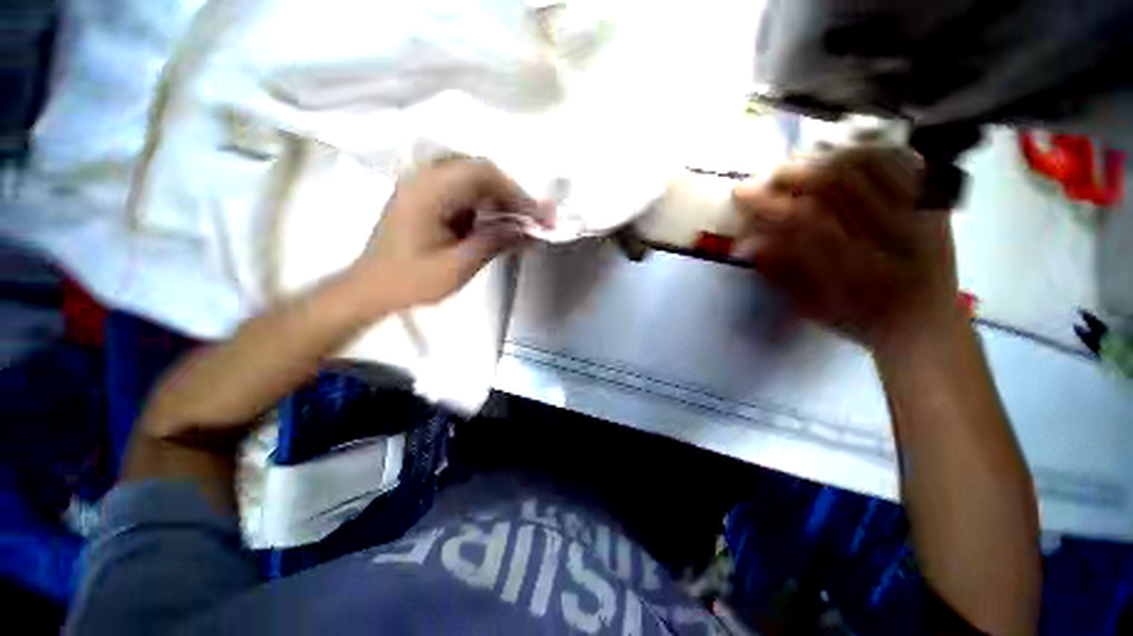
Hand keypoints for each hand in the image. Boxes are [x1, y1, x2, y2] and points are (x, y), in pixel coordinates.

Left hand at [348, 159, 547, 311]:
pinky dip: (486, 207)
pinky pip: (464, 192)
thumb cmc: (411, 281)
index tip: (538, 216)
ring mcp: (424, 186)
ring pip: (474, 181)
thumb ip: (494, 243)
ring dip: (501, 201)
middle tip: (535, 221)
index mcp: (427, 191)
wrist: (372, 288)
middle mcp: (424, 178)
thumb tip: (527, 229)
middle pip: (480, 173)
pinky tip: (498, 226)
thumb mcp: (457, 267)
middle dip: (512, 196)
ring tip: (521, 226)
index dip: (516, 192)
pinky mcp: (427, 198)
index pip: (482, 174)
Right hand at [732, 146, 959, 349]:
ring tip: (802, 162)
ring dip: (827, 157)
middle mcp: (894, 237)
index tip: (742, 192)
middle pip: (840, 184)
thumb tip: (747, 242)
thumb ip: (780, 271)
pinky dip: (869, 151)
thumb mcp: (812, 307)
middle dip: (796, 172)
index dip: (770, 203)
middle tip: (769, 174)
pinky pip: (902, 161)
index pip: (805, 222)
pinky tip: (844, 155)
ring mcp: (920, 213)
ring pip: (871, 164)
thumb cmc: (858, 319)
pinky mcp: (935, 203)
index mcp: (859, 271)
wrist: (924, 321)